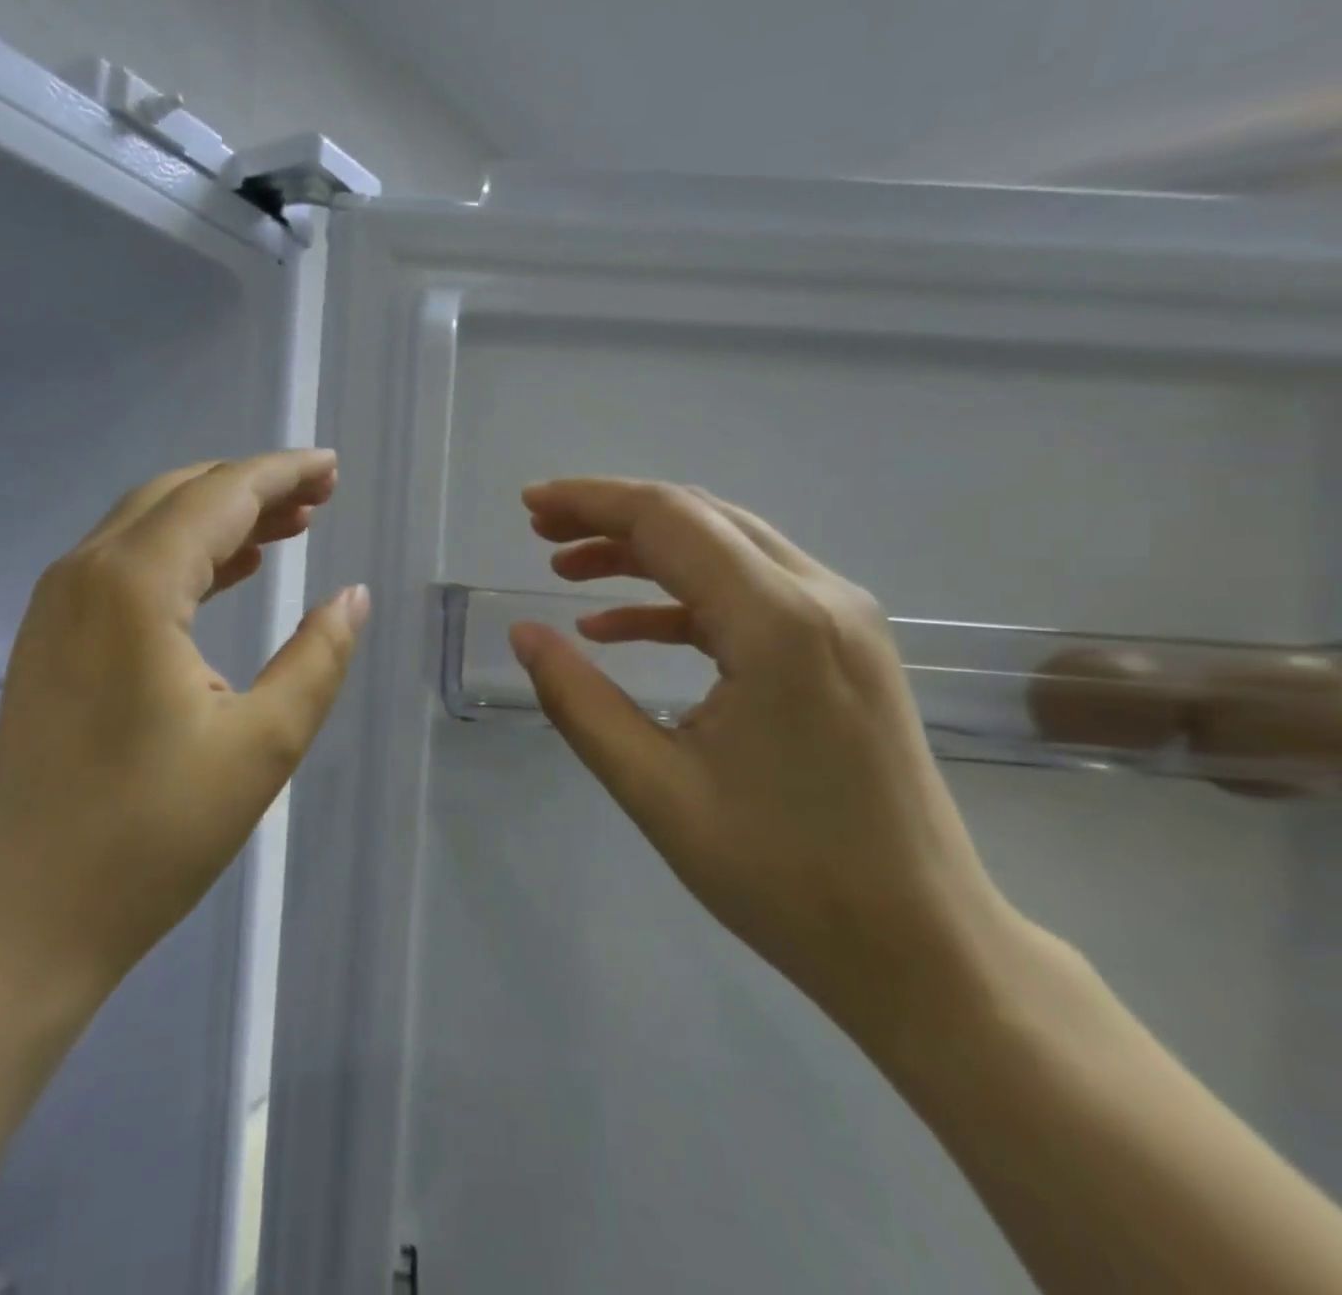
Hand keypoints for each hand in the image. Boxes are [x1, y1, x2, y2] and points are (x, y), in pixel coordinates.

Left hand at [0, 450, 368, 1025]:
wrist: (26, 917)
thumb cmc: (153, 835)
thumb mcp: (263, 744)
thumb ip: (318, 657)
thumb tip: (351, 596)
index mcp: (134, 586)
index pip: (220, 495)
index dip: (282, 473)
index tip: (333, 467)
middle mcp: (84, 574)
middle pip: (179, 495)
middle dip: (253, 486)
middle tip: (320, 497)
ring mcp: (55, 607)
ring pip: (147, 526)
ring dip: (218, 518)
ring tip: (289, 527)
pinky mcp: (48, 641)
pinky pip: (124, 565)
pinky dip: (182, 555)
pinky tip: (228, 572)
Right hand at [511, 478, 1025, 1041]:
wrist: (922, 945)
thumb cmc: (784, 875)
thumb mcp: (655, 789)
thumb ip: (578, 701)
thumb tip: (524, 635)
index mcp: (777, 625)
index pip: (669, 520)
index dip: (591, 502)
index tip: (529, 505)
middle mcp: (821, 598)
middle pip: (700, 517)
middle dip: (612, 516)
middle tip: (541, 532)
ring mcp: (843, 620)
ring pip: (726, 548)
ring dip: (644, 551)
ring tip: (568, 570)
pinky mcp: (845, 647)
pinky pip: (750, 593)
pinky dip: (680, 596)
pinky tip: (622, 627)